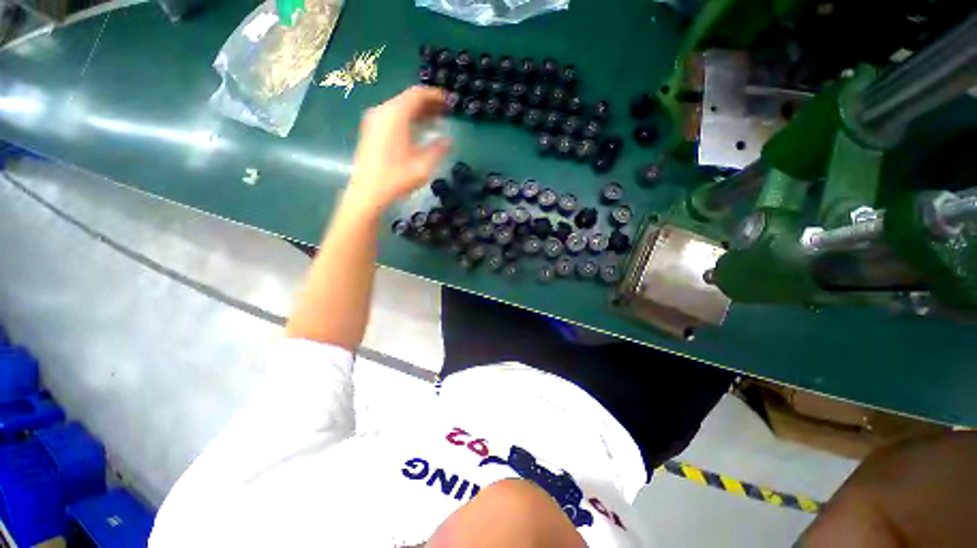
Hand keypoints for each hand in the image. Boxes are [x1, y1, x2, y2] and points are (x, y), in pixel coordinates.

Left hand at [346, 86, 450, 213]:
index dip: (435, 95)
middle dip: (428, 104)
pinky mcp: (371, 130)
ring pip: (399, 107)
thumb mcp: (423, 165)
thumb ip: (438, 149)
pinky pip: (392, 116)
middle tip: (445, 112)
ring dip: (418, 112)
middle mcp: (382, 111)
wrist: (368, 192)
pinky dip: (407, 119)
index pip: (417, 94)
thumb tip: (449, 140)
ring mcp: (374, 120)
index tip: (449, 101)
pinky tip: (417, 131)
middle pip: (408, 99)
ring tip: (435, 122)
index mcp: (395, 115)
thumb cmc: (397, 178)